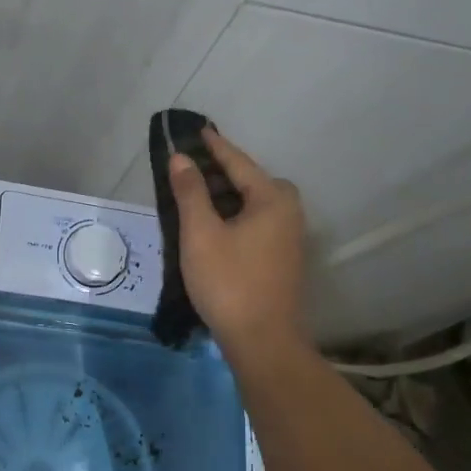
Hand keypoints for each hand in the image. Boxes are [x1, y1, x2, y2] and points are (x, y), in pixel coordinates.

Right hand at [170, 131, 309, 357]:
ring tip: (194, 195)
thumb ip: (190, 192)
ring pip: (254, 204)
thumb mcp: (200, 233)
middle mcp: (289, 212)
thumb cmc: (229, 282)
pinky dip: (235, 216)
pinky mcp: (283, 258)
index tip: (198, 129)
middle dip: (221, 172)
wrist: (263, 342)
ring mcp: (289, 237)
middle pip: (251, 181)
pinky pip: (257, 222)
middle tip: (190, 167)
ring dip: (226, 196)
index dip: (215, 146)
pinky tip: (213, 226)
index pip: (239, 162)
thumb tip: (181, 158)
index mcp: (272, 199)